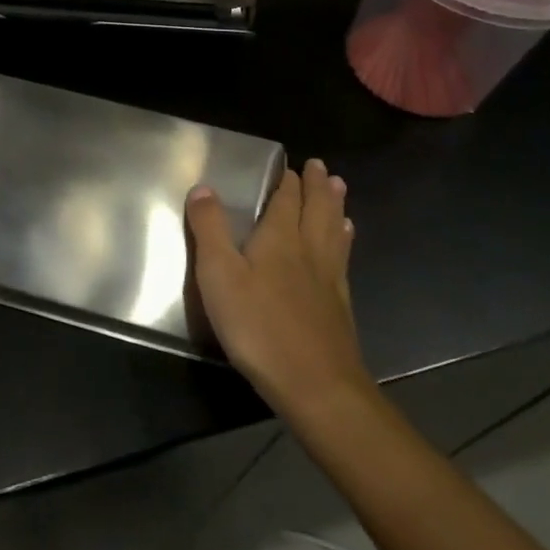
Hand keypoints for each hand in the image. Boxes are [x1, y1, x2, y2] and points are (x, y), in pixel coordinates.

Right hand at [186, 161, 370, 414]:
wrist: (316, 386)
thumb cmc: (259, 326)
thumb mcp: (219, 275)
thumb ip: (210, 229)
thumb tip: (204, 187)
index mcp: (280, 238)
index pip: (287, 199)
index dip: (288, 180)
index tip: (289, 164)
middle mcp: (309, 250)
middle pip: (316, 210)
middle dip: (316, 186)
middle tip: (321, 166)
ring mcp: (329, 279)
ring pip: (333, 231)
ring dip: (335, 207)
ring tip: (339, 189)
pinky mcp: (339, 306)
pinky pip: (342, 259)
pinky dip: (343, 240)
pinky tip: (345, 241)